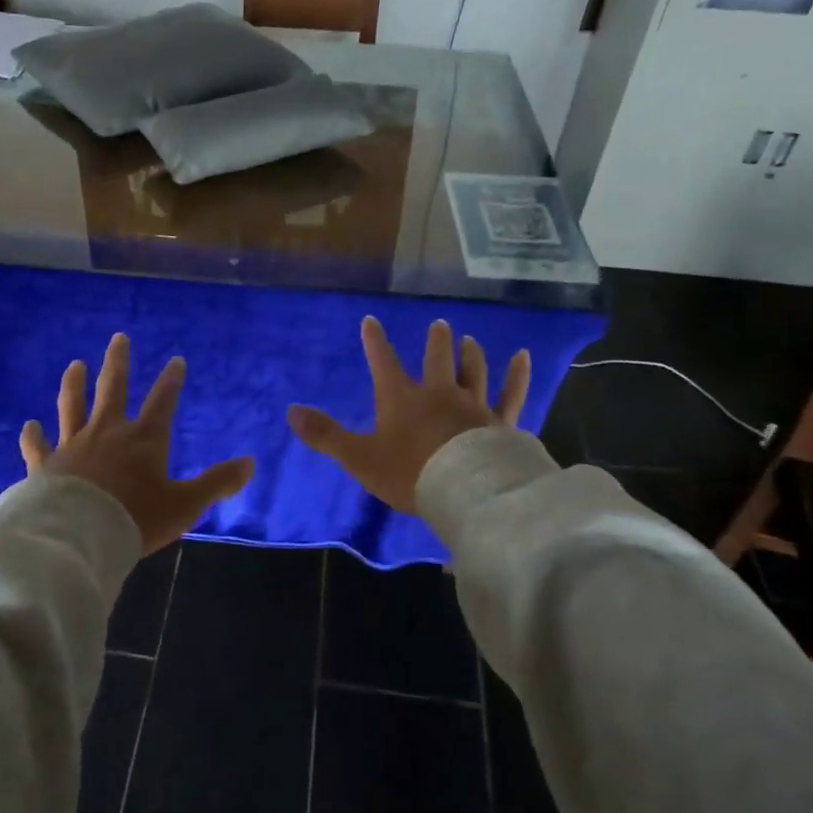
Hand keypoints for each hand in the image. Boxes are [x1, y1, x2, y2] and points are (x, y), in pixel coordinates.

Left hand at [21, 334, 254, 555]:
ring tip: (75, 365)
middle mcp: (108, 433)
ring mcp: (73, 446)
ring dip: (75, 384)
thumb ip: (217, 483)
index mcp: (144, 440)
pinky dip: (33, 436)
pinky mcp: (45, 466)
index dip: (171, 381)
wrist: (78, 536)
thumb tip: (251, 463)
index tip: (176, 360)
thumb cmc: (135, 519)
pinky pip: (38, 447)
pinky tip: (29, 425)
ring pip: (73, 406)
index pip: (162, 402)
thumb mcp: (185, 505)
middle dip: (118, 363)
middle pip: (113, 389)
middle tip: (118, 338)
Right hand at [287, 317, 530, 513]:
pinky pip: (511, 393)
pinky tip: (522, 356)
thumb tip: (291, 412)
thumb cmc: (409, 472)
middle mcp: (439, 393)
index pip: (384, 362)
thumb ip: (326, 435)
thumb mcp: (359, 457)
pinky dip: (517, 374)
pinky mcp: (501, 422)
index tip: (371, 321)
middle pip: (438, 359)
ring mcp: (474, 405)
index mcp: (402, 398)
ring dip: (471, 354)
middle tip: (440, 325)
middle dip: (437, 341)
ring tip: (470, 340)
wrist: (464, 491)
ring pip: (473, 371)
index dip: (375, 341)